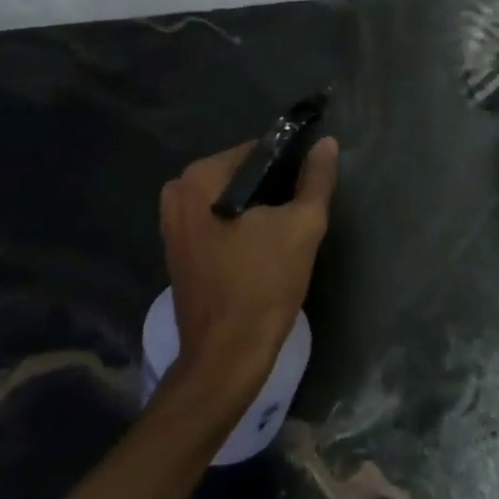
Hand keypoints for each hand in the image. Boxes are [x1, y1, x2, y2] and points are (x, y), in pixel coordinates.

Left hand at [159, 137, 339, 393]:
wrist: (226, 355)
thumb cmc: (264, 285)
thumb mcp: (302, 226)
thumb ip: (316, 179)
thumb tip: (327, 143)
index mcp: (201, 177)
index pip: (257, 151)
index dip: (289, 166)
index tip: (308, 189)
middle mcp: (177, 191)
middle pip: (241, 175)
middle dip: (271, 190)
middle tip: (298, 217)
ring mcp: (171, 222)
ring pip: (229, 199)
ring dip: (256, 210)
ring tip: (283, 235)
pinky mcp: (175, 249)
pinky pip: (214, 221)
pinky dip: (238, 228)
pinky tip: (260, 249)